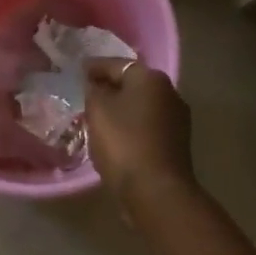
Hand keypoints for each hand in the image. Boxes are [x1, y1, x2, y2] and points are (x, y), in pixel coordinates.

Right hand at [84, 58, 196, 206]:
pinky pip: (147, 126)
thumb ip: (94, 90)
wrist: (156, 190)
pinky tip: (117, 136)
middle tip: (87, 94)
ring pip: (141, 106)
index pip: (117, 64)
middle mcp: (170, 92)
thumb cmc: (124, 143)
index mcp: (151, 78)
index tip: (78, 71)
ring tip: (98, 117)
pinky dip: (132, 126)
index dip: (95, 67)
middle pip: (133, 84)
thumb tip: (97, 85)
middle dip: (110, 87)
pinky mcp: (177, 143)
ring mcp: (177, 119)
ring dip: (122, 108)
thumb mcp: (98, 111)